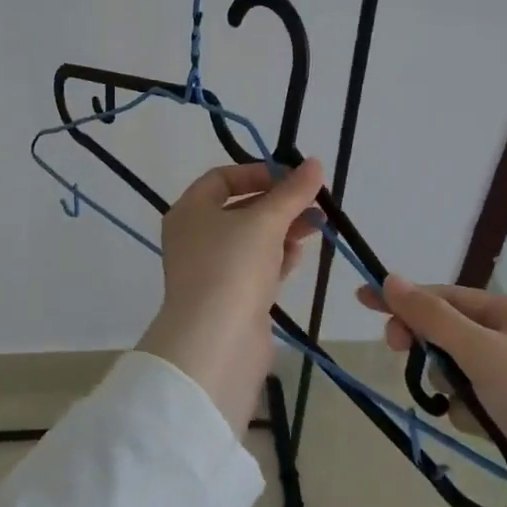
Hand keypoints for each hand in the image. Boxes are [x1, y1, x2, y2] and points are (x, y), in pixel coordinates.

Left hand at [138, 159, 324, 428]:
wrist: (216, 343)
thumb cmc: (232, 267)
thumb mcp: (266, 221)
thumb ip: (292, 192)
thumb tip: (314, 163)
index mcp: (190, 210)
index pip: (222, 178)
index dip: (258, 173)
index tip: (292, 178)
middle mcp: (195, 236)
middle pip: (240, 209)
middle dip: (279, 204)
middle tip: (314, 203)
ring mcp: (211, 269)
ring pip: (251, 240)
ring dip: (283, 230)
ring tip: (316, 227)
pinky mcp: (229, 298)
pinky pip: (255, 268)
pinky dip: (276, 258)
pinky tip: (298, 256)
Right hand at [362, 278, 506, 506]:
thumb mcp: (484, 351)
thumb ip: (433, 317)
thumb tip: (390, 278)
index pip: (449, 297)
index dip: (406, 298)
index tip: (363, 300)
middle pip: (454, 332)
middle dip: (427, 344)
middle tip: (398, 353)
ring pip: (462, 371)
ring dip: (450, 384)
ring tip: (465, 408)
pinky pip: (477, 403)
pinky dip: (470, 412)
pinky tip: (481, 431)